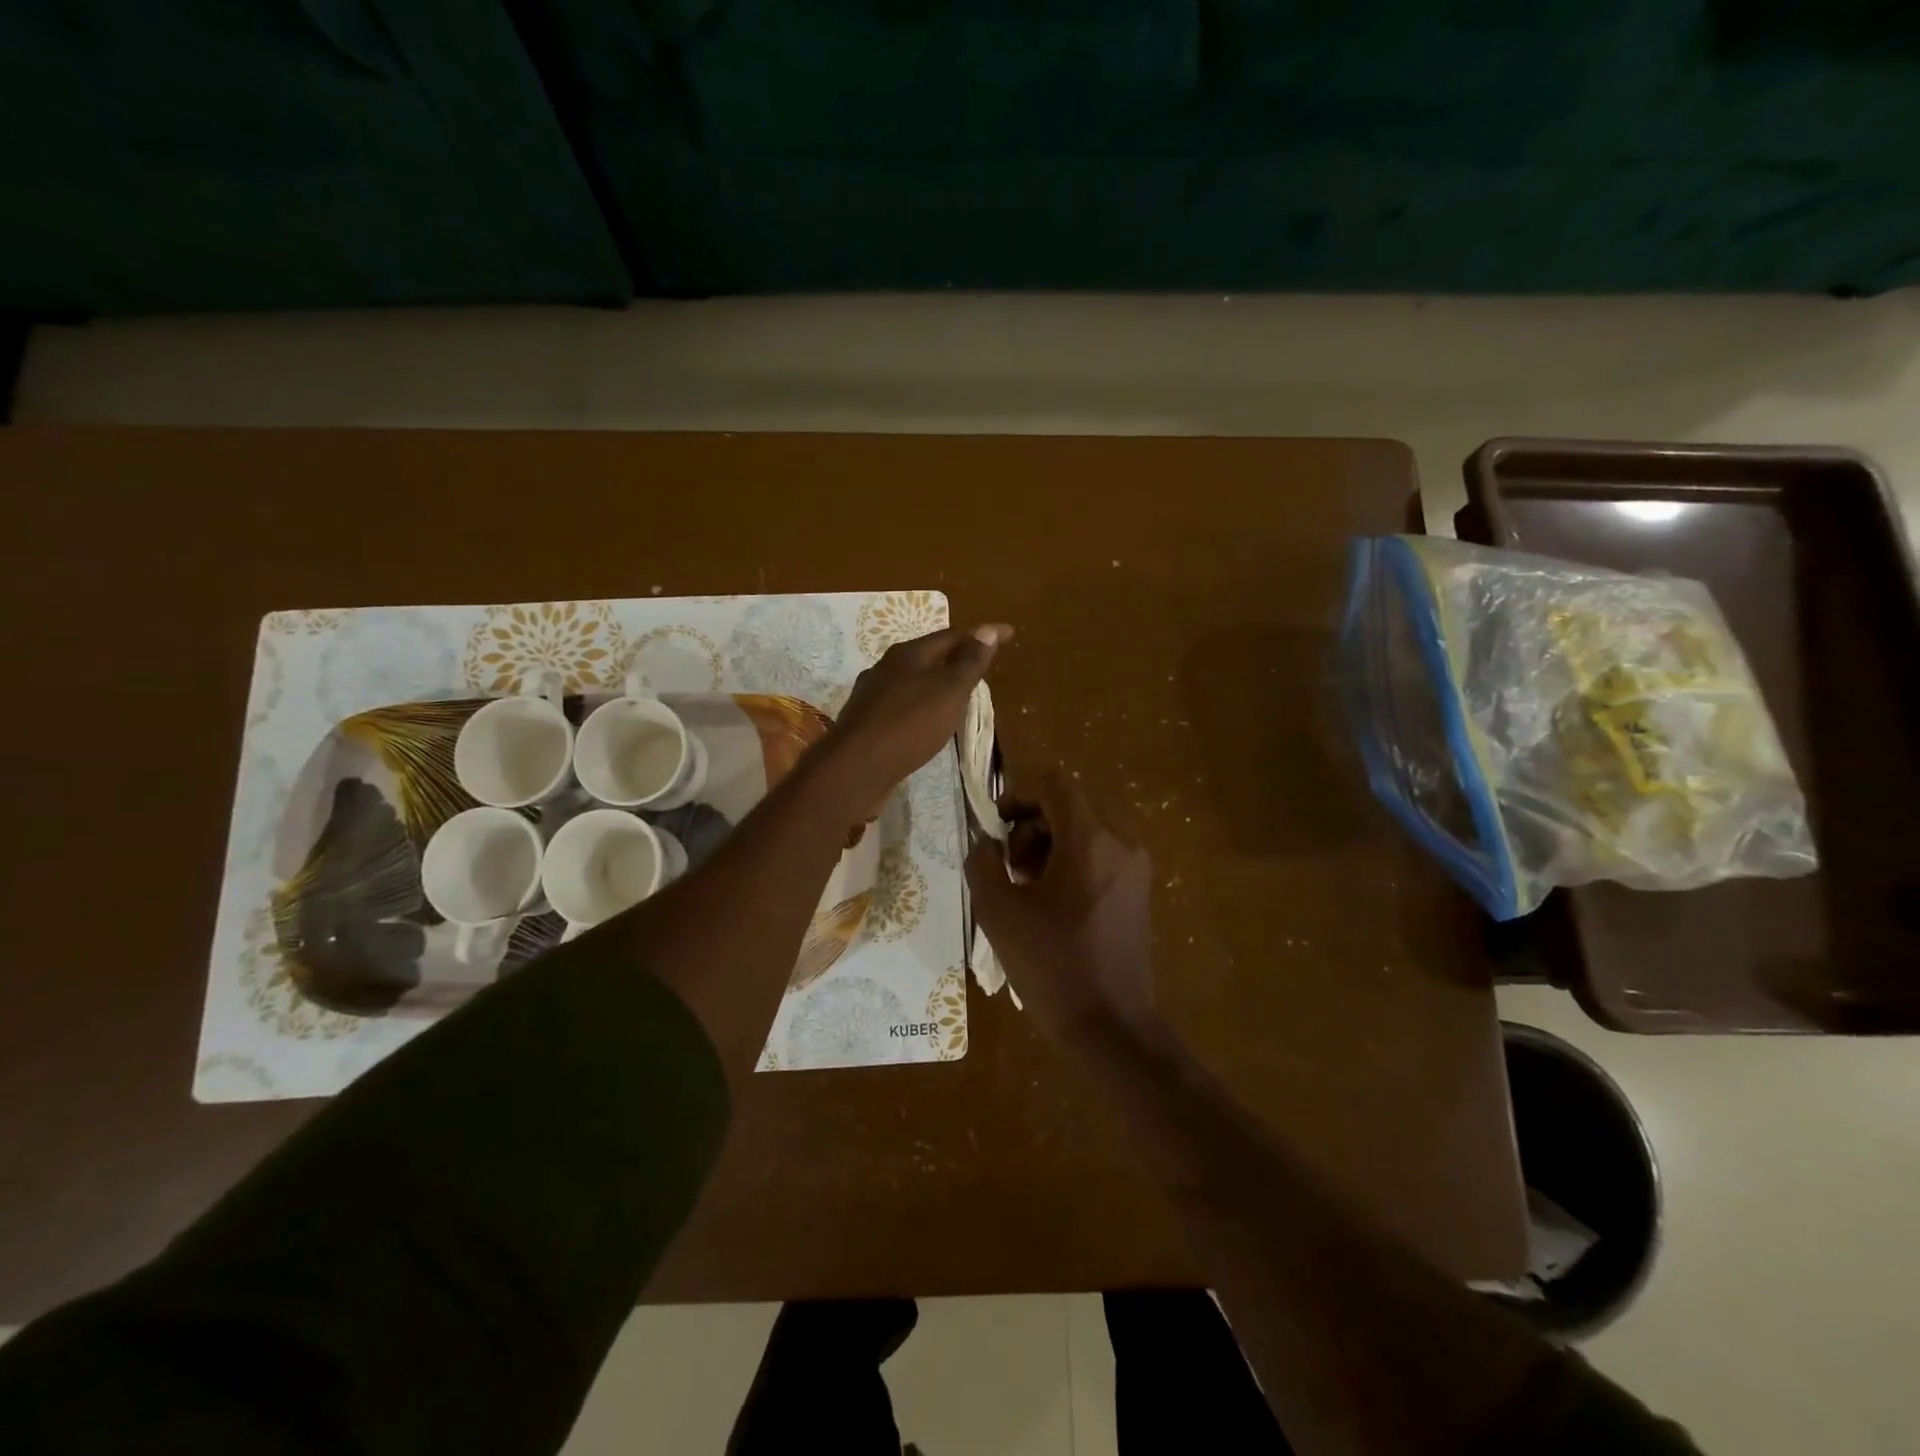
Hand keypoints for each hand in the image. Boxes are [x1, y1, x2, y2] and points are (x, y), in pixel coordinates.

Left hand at [821, 623, 1010, 809]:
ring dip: (937, 684)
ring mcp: (872, 697)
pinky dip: (922, 707)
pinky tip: (926, 724)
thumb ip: (969, 662)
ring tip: (958, 696)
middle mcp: (886, 669)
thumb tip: (988, 630)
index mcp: (907, 655)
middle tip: (982, 666)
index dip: (982, 635)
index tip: (1010, 635)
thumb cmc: (909, 724)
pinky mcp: (867, 724)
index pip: (952, 635)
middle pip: (928, 656)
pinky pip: (902, 707)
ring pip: (913, 683)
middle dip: (956, 657)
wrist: (855, 768)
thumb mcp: (948, 691)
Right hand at [965, 770, 1155, 1045]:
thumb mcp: (998, 913)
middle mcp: (1121, 842)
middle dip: (1032, 825)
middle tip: (1010, 867)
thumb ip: (982, 863)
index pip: (1054, 784)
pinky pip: (1102, 853)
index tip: (996, 827)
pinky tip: (1053, 902)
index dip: (1018, 795)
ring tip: (1028, 887)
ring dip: (1050, 843)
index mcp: (1090, 839)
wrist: (1110, 1026)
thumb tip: (985, 843)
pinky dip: (1073, 860)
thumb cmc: (1051, 965)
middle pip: (1070, 804)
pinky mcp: (1139, 890)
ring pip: (1086, 828)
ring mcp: (1136, 867)